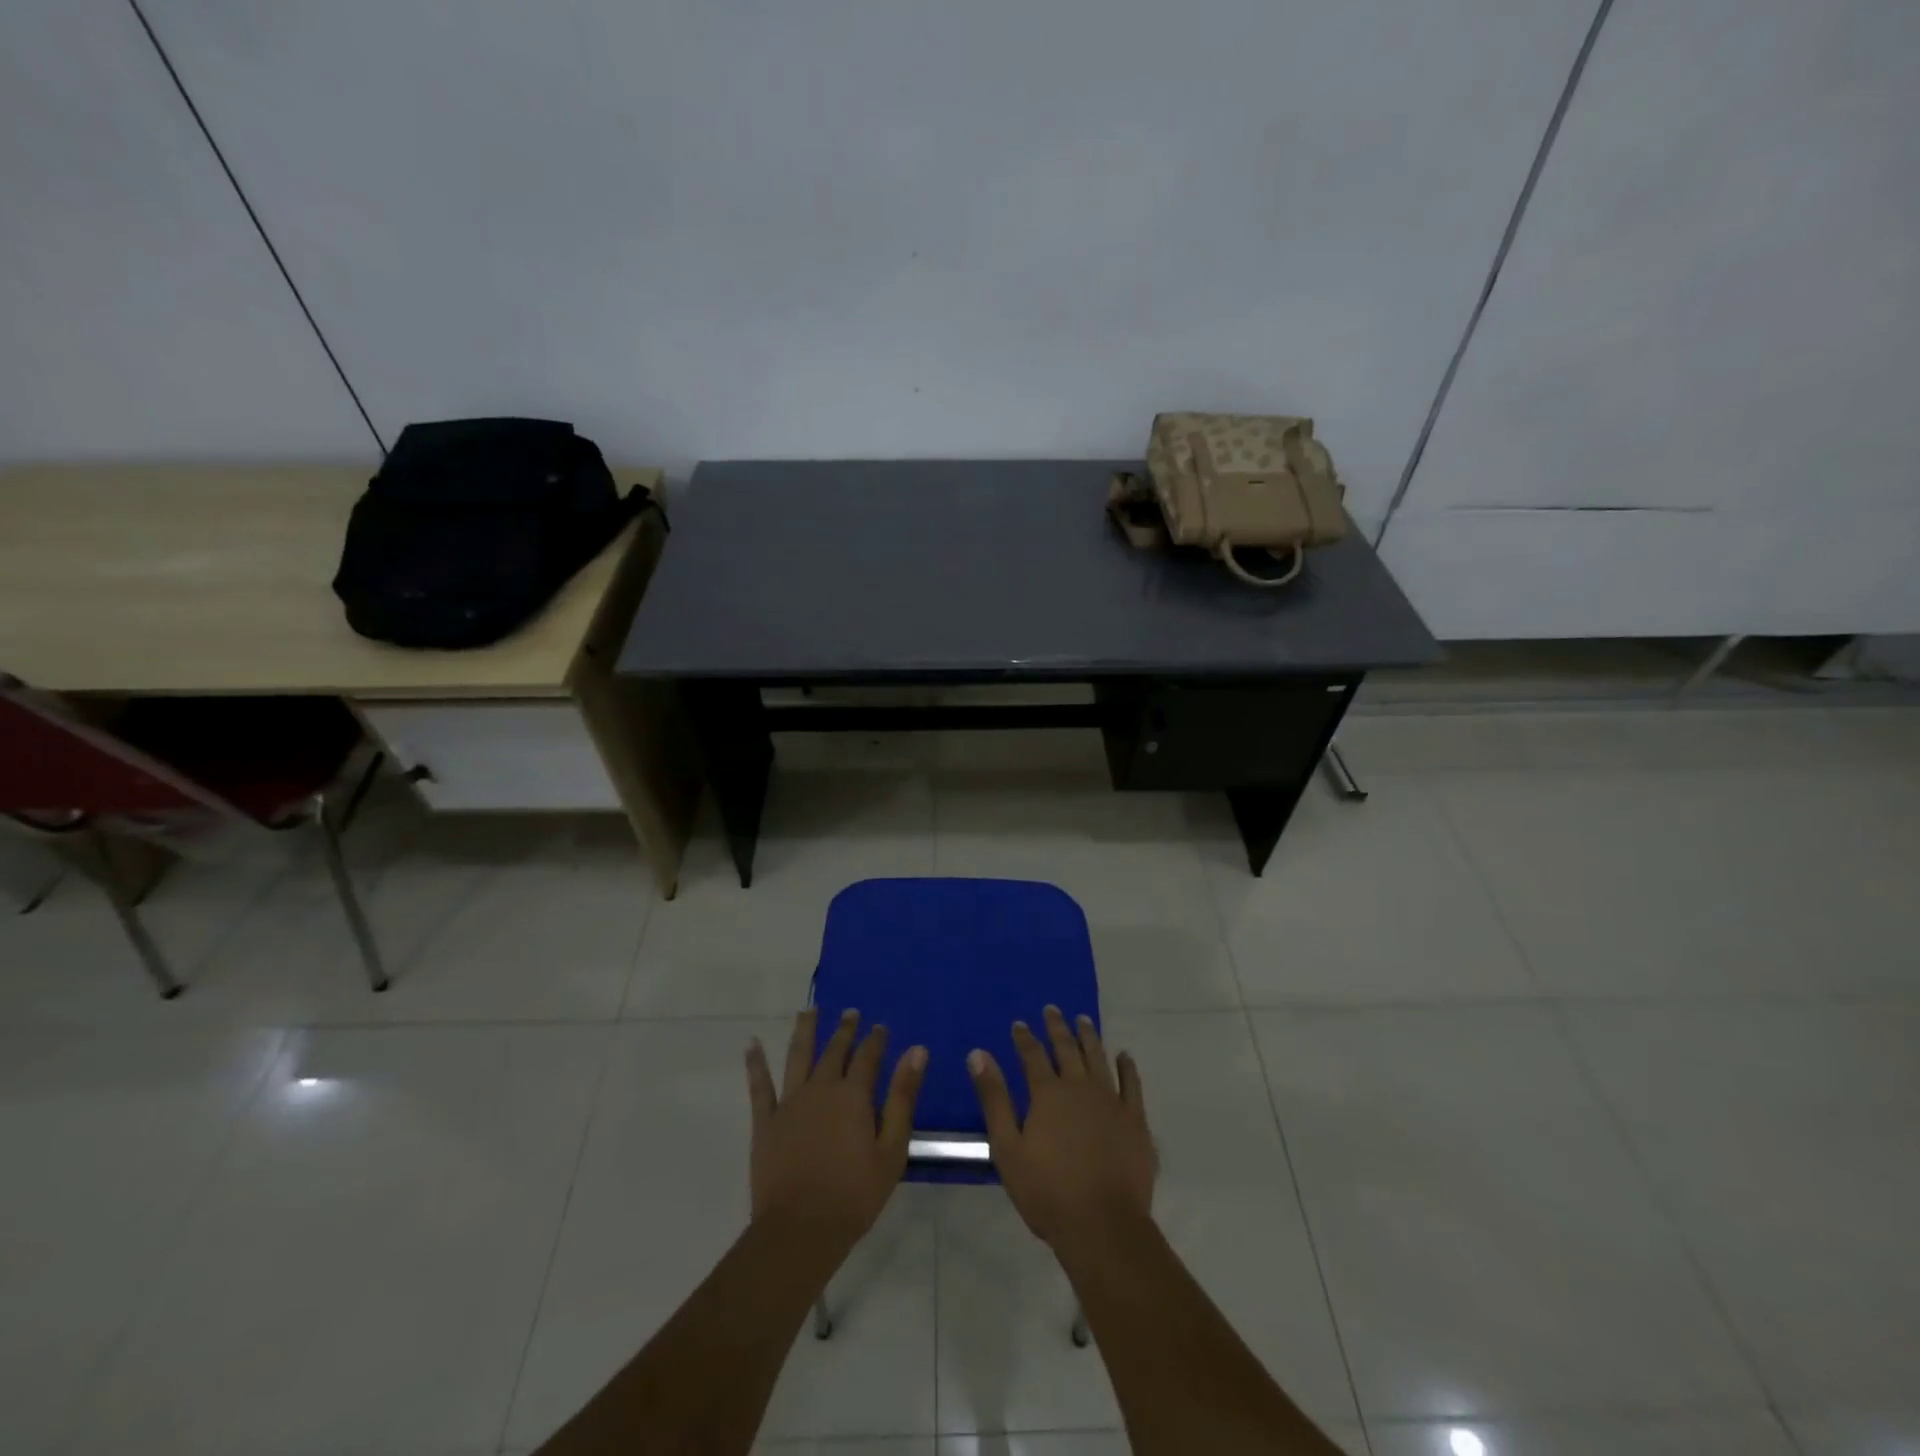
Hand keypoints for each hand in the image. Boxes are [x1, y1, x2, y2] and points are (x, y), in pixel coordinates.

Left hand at [745, 1008, 927, 1256]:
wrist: (800, 1230)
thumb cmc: (854, 1195)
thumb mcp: (892, 1149)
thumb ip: (903, 1097)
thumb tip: (917, 1050)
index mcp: (853, 1095)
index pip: (868, 1056)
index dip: (875, 1039)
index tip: (880, 1026)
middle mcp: (821, 1088)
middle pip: (834, 1051)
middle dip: (844, 1030)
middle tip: (850, 1012)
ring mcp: (789, 1102)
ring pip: (797, 1056)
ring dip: (804, 1031)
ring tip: (808, 1010)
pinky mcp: (765, 1121)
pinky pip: (759, 1086)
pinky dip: (755, 1063)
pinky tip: (751, 1043)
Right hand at [968, 1005, 1155, 1246]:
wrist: (1103, 1226)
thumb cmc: (1047, 1192)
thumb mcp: (1008, 1148)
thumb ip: (994, 1098)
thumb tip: (978, 1054)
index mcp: (1048, 1093)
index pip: (1032, 1055)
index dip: (1024, 1038)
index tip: (1019, 1023)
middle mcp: (1080, 1087)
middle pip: (1067, 1048)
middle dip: (1057, 1027)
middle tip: (1052, 1009)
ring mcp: (1111, 1101)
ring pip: (1098, 1058)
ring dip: (1089, 1037)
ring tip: (1083, 1020)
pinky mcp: (1134, 1119)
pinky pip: (1131, 1083)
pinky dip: (1126, 1067)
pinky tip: (1124, 1056)